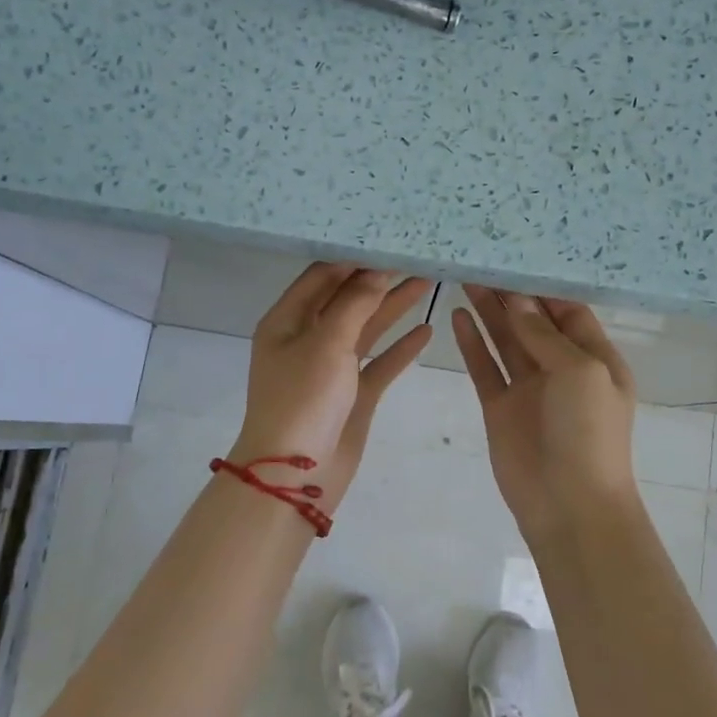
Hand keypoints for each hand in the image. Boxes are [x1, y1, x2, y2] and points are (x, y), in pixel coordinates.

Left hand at [230, 264, 433, 514]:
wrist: (296, 477)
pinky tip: (426, 329)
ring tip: (428, 280)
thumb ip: (355, 303)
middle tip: (416, 256)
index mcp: (287, 321)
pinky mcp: (353, 395)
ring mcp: (331, 368)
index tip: (387, 239)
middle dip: (379, 278)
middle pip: (347, 299)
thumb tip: (377, 268)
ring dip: (393, 307)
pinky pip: (379, 363)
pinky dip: (400, 348)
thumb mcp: (326, 343)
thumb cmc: (303, 400)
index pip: (321, 276)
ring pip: (366, 329)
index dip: (353, 257)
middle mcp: (307, 339)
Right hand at [453, 285, 639, 541]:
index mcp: (594, 358)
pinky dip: (472, 343)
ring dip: (489, 312)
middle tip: (481, 260)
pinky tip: (457, 317)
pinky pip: (484, 368)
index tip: (515, 258)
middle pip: (532, 321)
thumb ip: (545, 335)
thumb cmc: (589, 432)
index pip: (568, 311)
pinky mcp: (500, 408)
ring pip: (505, 340)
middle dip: (510, 294)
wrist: (569, 505)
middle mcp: (561, 368)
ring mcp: (528, 389)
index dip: (543, 287)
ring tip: (466, 278)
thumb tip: (517, 299)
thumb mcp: (579, 372)